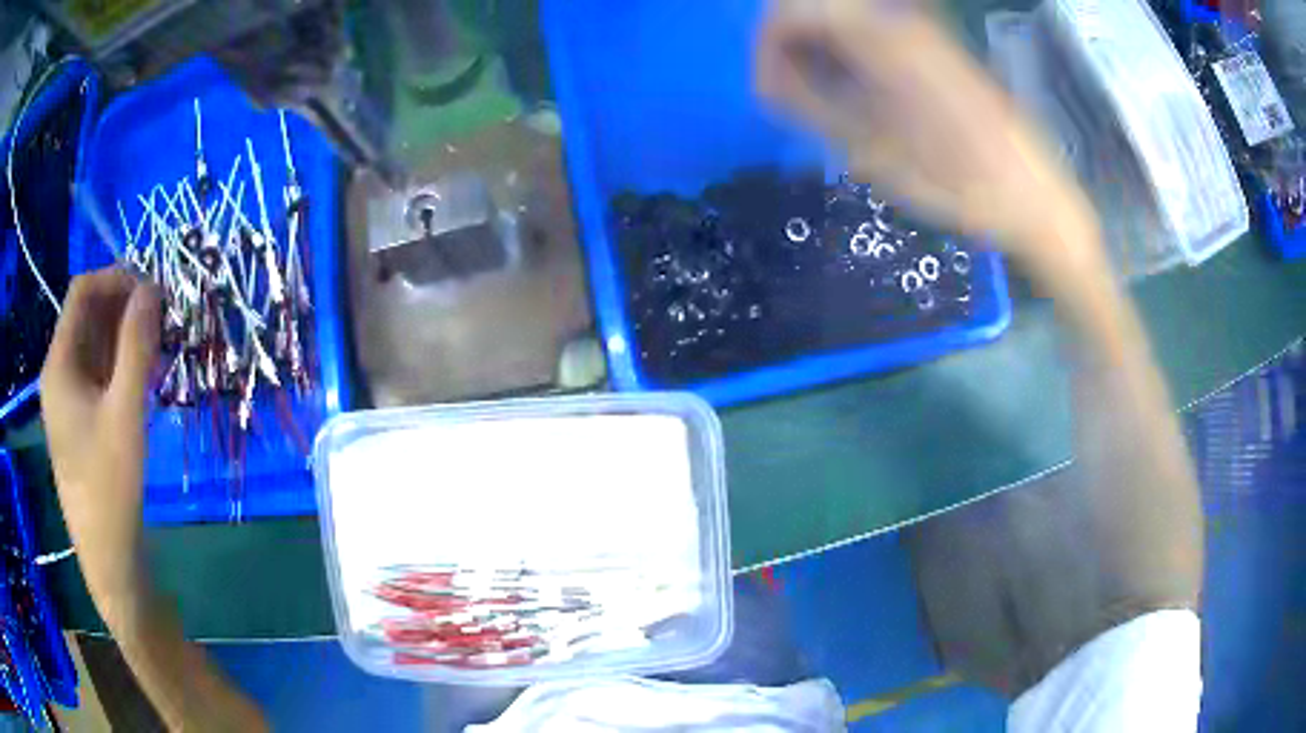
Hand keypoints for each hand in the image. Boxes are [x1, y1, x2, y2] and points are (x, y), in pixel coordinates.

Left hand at [41, 268, 160, 615]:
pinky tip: (146, 378)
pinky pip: (99, 374)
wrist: (109, 560)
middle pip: (88, 316)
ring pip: (95, 345)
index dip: (117, 278)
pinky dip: (122, 365)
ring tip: (161, 346)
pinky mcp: (81, 421)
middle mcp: (59, 373)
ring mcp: (68, 399)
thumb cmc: (110, 488)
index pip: (83, 292)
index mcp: (59, 364)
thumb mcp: (125, 414)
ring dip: (126, 336)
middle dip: (125, 306)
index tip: (153, 290)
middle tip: (164, 318)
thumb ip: (137, 347)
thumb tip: (152, 289)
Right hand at [755, 0, 1105, 280]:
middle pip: (811, 6)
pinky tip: (863, 97)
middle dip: (789, 47)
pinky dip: (850, 56)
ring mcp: (919, 28)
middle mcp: (897, 18)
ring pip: (841, 17)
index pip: (788, 12)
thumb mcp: (870, 150)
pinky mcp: (934, 44)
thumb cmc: (957, 183)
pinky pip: (871, 32)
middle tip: (795, 98)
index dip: (766, 48)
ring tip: (830, 105)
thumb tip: (765, 79)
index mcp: (878, 37)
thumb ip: (807, 104)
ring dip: (819, 53)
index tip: (769, 92)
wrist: (1032, 195)